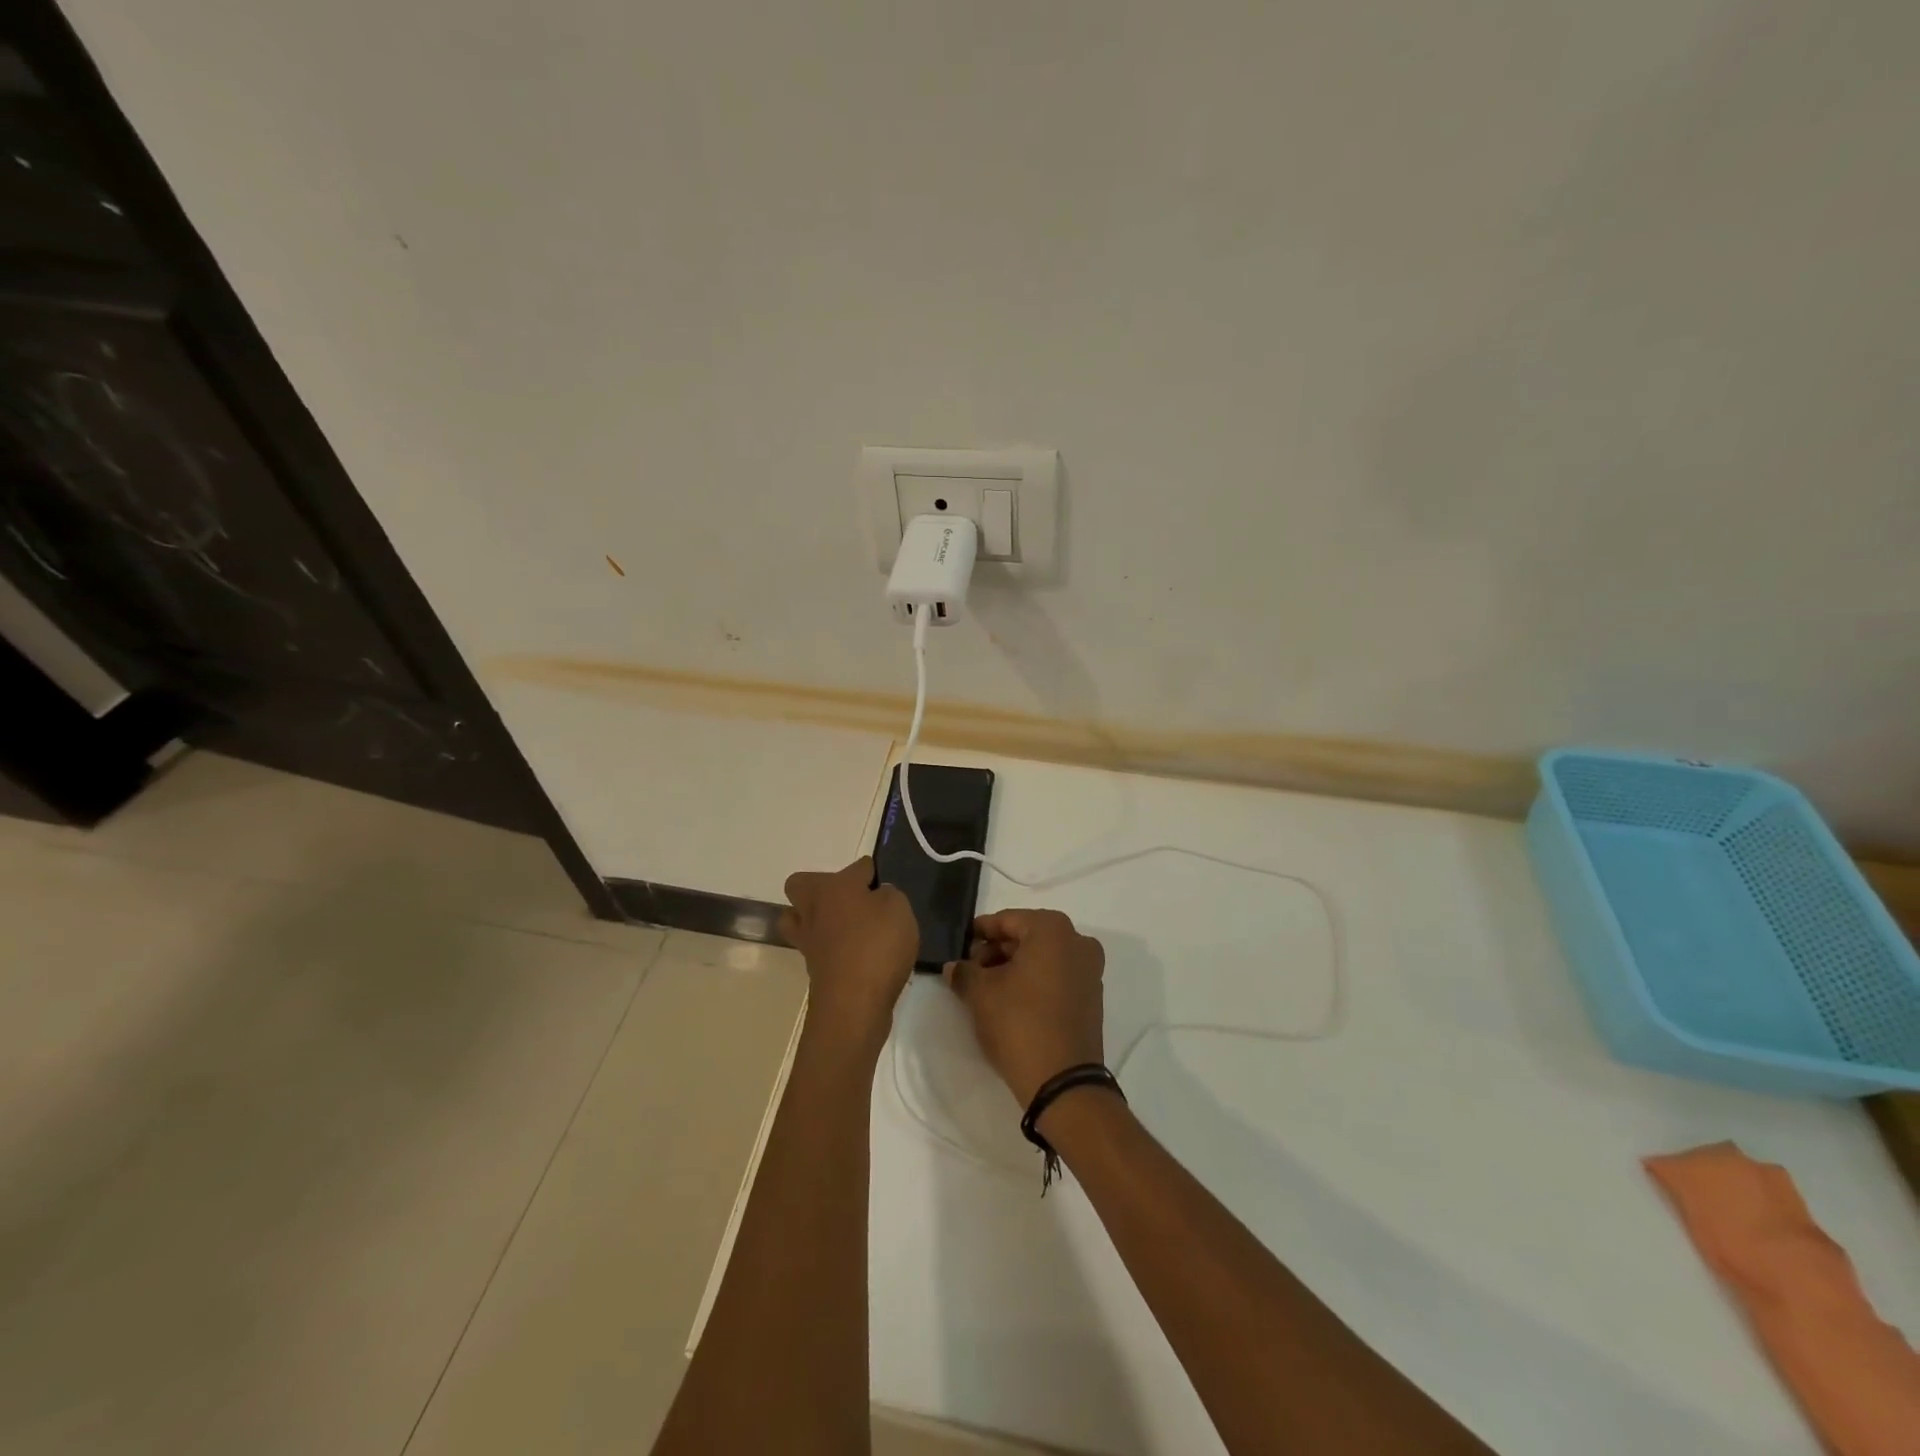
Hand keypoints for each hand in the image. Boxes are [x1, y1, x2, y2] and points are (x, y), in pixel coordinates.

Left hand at [781, 857, 917, 1053]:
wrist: (853, 1005)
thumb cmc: (876, 946)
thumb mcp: (898, 908)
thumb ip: (889, 895)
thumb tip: (877, 896)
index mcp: (833, 886)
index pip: (858, 866)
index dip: (875, 874)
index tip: (888, 888)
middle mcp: (813, 908)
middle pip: (803, 885)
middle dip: (824, 888)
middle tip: (854, 902)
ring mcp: (808, 940)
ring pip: (801, 918)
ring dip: (819, 919)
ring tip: (849, 928)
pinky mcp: (813, 969)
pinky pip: (817, 948)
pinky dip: (832, 948)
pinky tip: (858, 955)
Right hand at [944, 909, 1106, 1108]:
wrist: (1063, 1082)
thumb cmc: (1019, 1024)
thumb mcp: (980, 994)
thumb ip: (963, 972)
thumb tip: (954, 967)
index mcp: (1052, 929)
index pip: (1006, 920)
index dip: (980, 932)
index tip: (960, 945)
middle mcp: (1077, 941)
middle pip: (1027, 936)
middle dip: (997, 950)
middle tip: (971, 970)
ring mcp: (1089, 970)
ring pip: (1043, 957)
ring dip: (1014, 966)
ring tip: (986, 988)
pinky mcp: (1092, 997)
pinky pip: (1057, 976)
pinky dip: (1034, 981)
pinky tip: (1011, 1000)